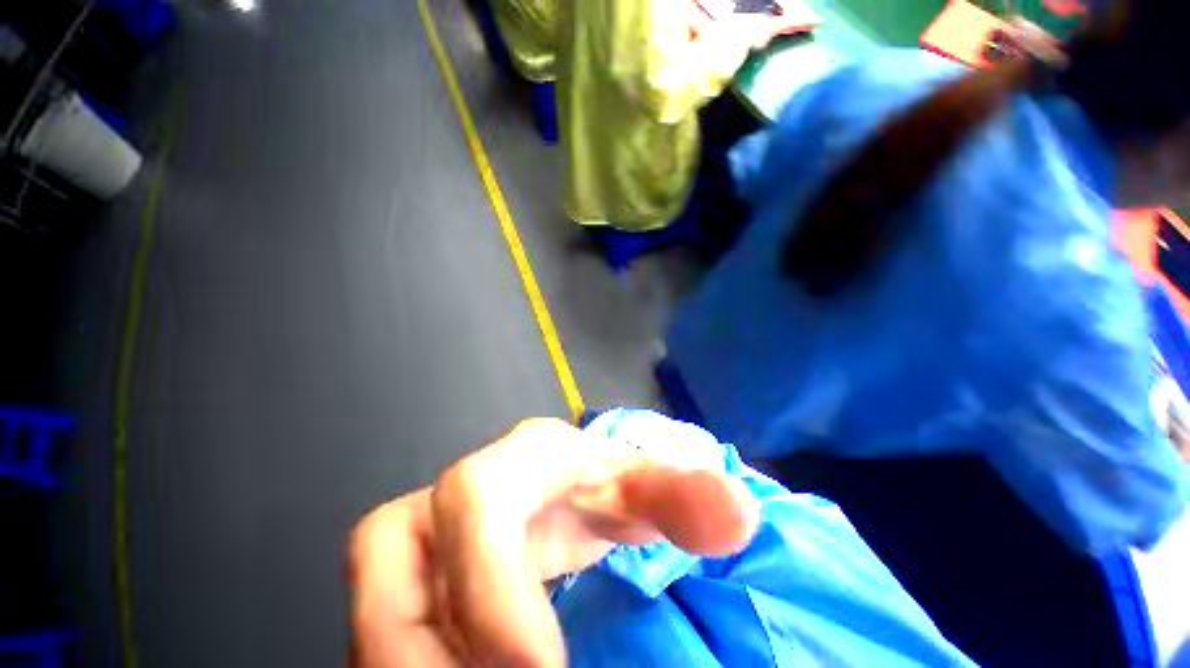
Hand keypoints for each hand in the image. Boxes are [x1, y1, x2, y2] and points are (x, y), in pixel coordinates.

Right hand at [347, 418, 758, 667]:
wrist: (572, 488)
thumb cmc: (605, 482)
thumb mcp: (642, 487)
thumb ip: (686, 494)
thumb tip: (738, 516)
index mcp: (512, 462)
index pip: (473, 501)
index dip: (487, 589)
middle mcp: (454, 497)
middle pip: (388, 559)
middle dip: (417, 643)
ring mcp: (424, 538)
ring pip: (379, 602)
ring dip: (417, 659)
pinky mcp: (414, 575)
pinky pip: (388, 628)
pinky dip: (423, 663)